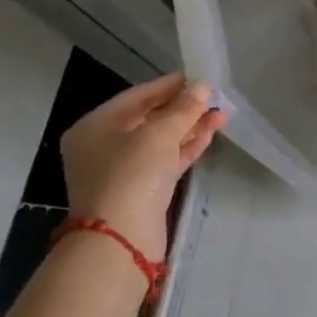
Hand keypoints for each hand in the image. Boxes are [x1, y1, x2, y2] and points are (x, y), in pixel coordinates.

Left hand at [60, 74, 225, 261]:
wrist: (121, 240)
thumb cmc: (131, 174)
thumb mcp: (159, 134)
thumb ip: (183, 108)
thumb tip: (202, 87)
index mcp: (95, 127)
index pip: (136, 96)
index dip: (168, 85)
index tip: (197, 76)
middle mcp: (104, 146)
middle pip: (149, 118)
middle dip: (183, 108)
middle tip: (213, 96)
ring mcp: (122, 170)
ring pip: (160, 140)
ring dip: (190, 127)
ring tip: (221, 113)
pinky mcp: (140, 190)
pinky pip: (165, 159)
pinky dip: (186, 147)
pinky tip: (210, 133)